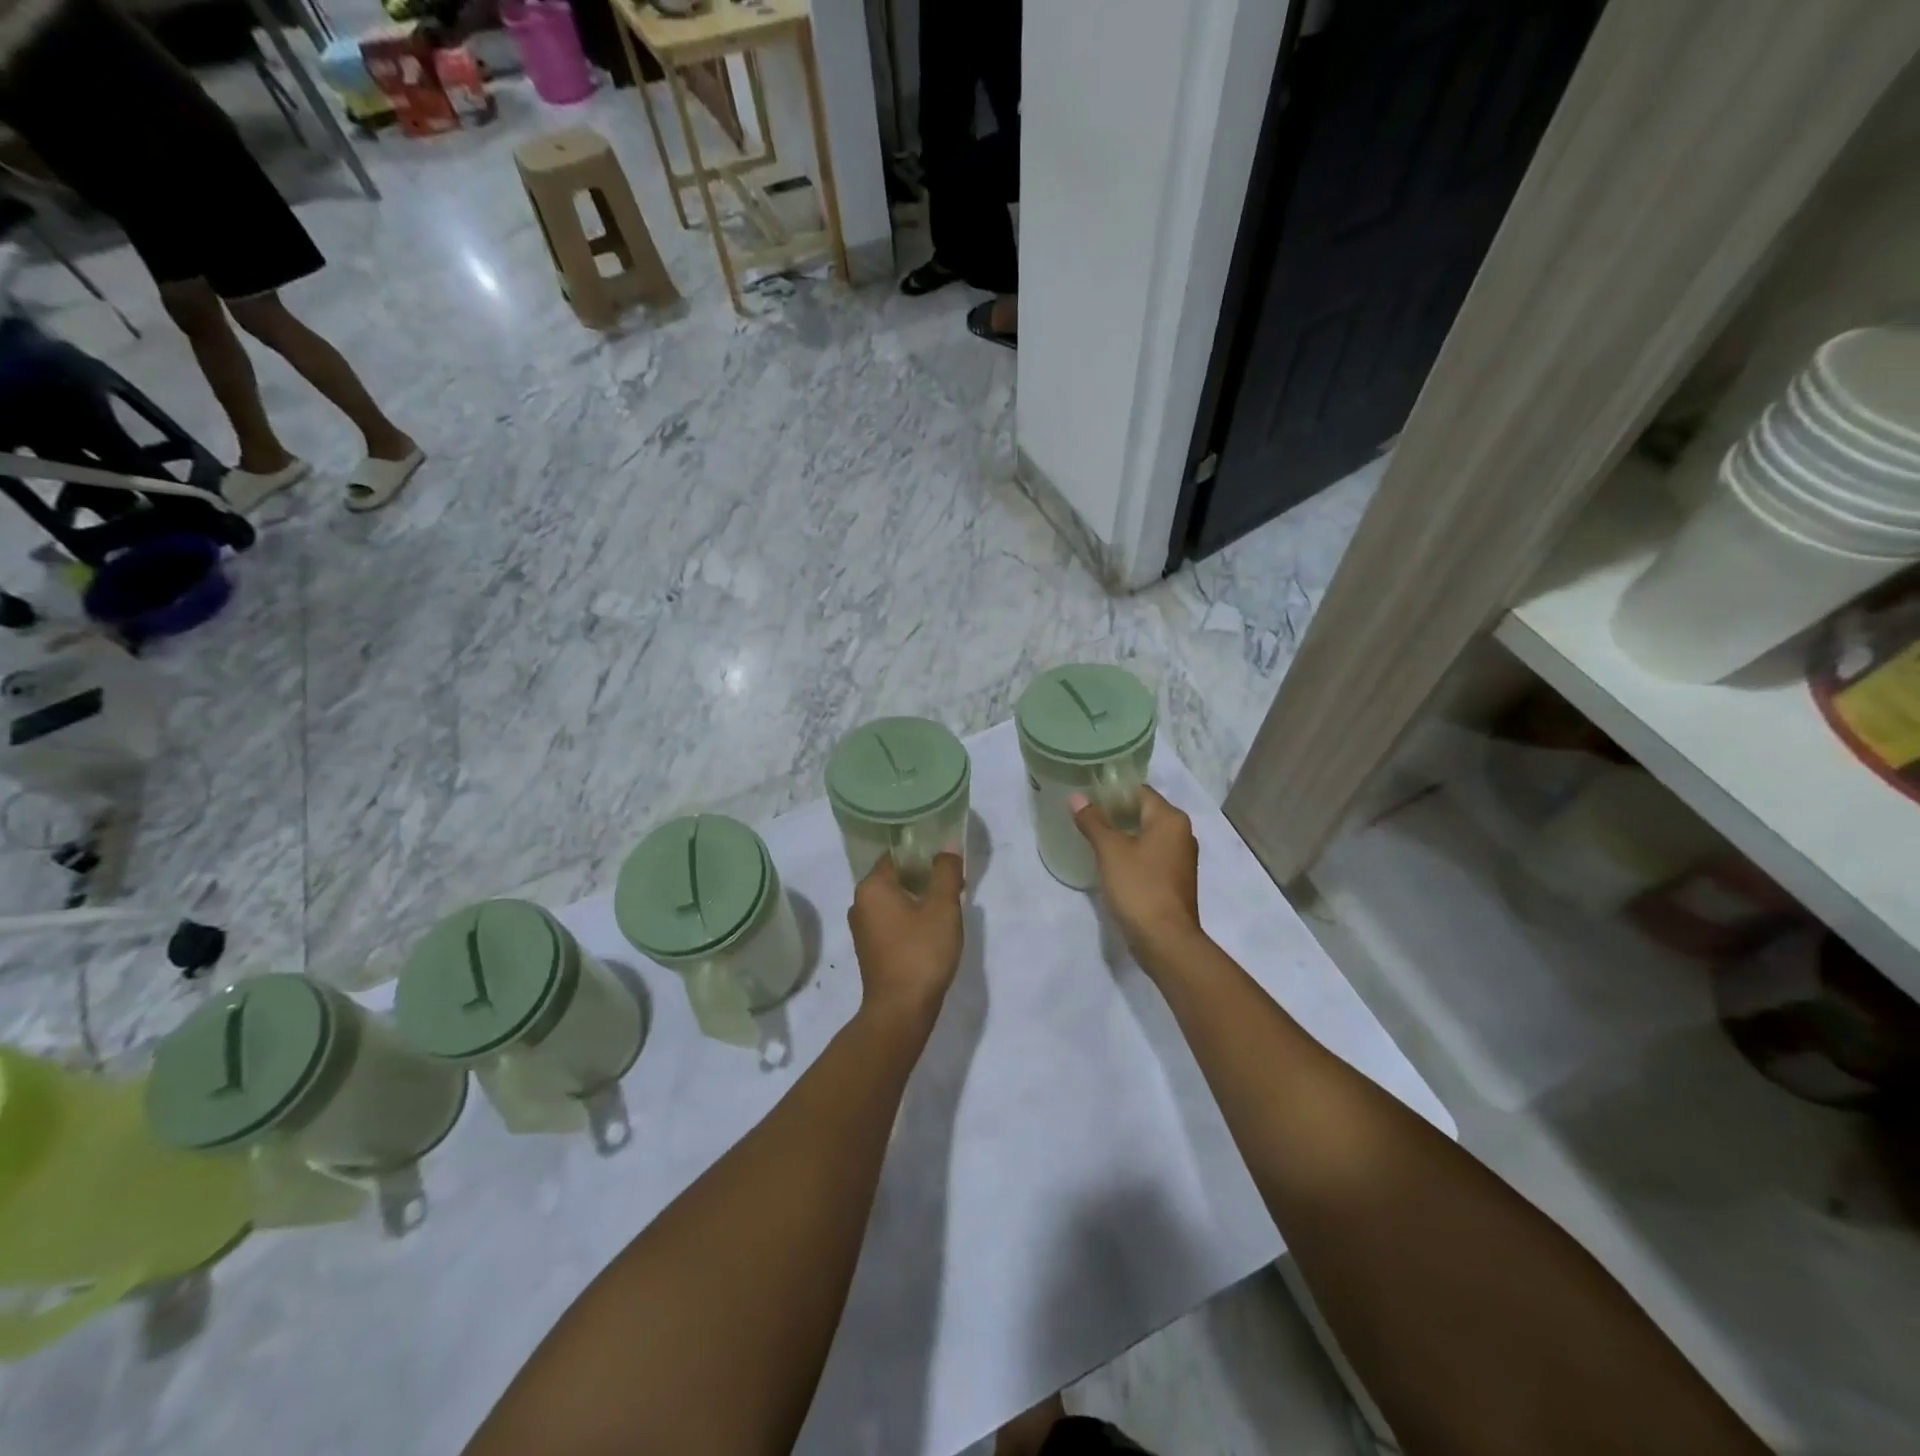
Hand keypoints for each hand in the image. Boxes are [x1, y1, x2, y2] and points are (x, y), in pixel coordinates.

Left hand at [848, 853, 964, 1025]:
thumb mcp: (942, 907)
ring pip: (894, 901)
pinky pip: (891, 921)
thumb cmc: (921, 952)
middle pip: (895, 877)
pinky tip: (932, 929)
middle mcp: (859, 903)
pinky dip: (910, 918)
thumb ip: (946, 872)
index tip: (947, 862)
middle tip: (953, 883)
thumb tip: (947, 844)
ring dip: (918, 899)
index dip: (923, 854)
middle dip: (923, 877)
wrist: (901, 1010)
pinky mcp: (870, 949)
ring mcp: (862, 928)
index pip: (897, 856)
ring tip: (947, 906)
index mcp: (871, 887)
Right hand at [1071, 786, 1202, 969]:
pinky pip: (1150, 855)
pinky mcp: (1175, 880)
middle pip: (1144, 812)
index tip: (1087, 796)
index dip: (1113, 791)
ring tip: (1093, 836)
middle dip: (1115, 812)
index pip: (1139, 791)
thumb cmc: (1139, 886)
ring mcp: (1180, 859)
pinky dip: (1132, 853)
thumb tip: (1078, 797)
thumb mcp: (1110, 850)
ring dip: (1123, 834)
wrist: (1165, 939)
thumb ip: (1093, 821)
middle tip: (1085, 816)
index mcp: (1170, 819)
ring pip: (1147, 835)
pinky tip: (1110, 862)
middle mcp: (1181, 834)